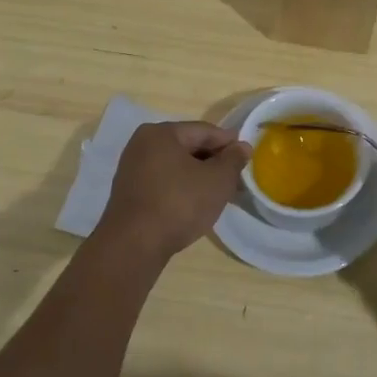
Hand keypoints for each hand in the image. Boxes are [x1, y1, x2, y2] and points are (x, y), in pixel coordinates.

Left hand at [92, 121, 248, 270]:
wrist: (133, 245)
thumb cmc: (179, 204)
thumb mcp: (217, 180)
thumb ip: (233, 160)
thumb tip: (242, 146)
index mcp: (161, 133)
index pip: (204, 131)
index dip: (229, 142)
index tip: (247, 156)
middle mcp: (142, 144)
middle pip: (188, 146)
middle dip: (214, 161)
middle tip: (236, 177)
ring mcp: (132, 168)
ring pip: (176, 166)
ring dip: (198, 176)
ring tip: (219, 193)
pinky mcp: (129, 192)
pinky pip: (163, 181)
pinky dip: (182, 187)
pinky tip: (195, 203)